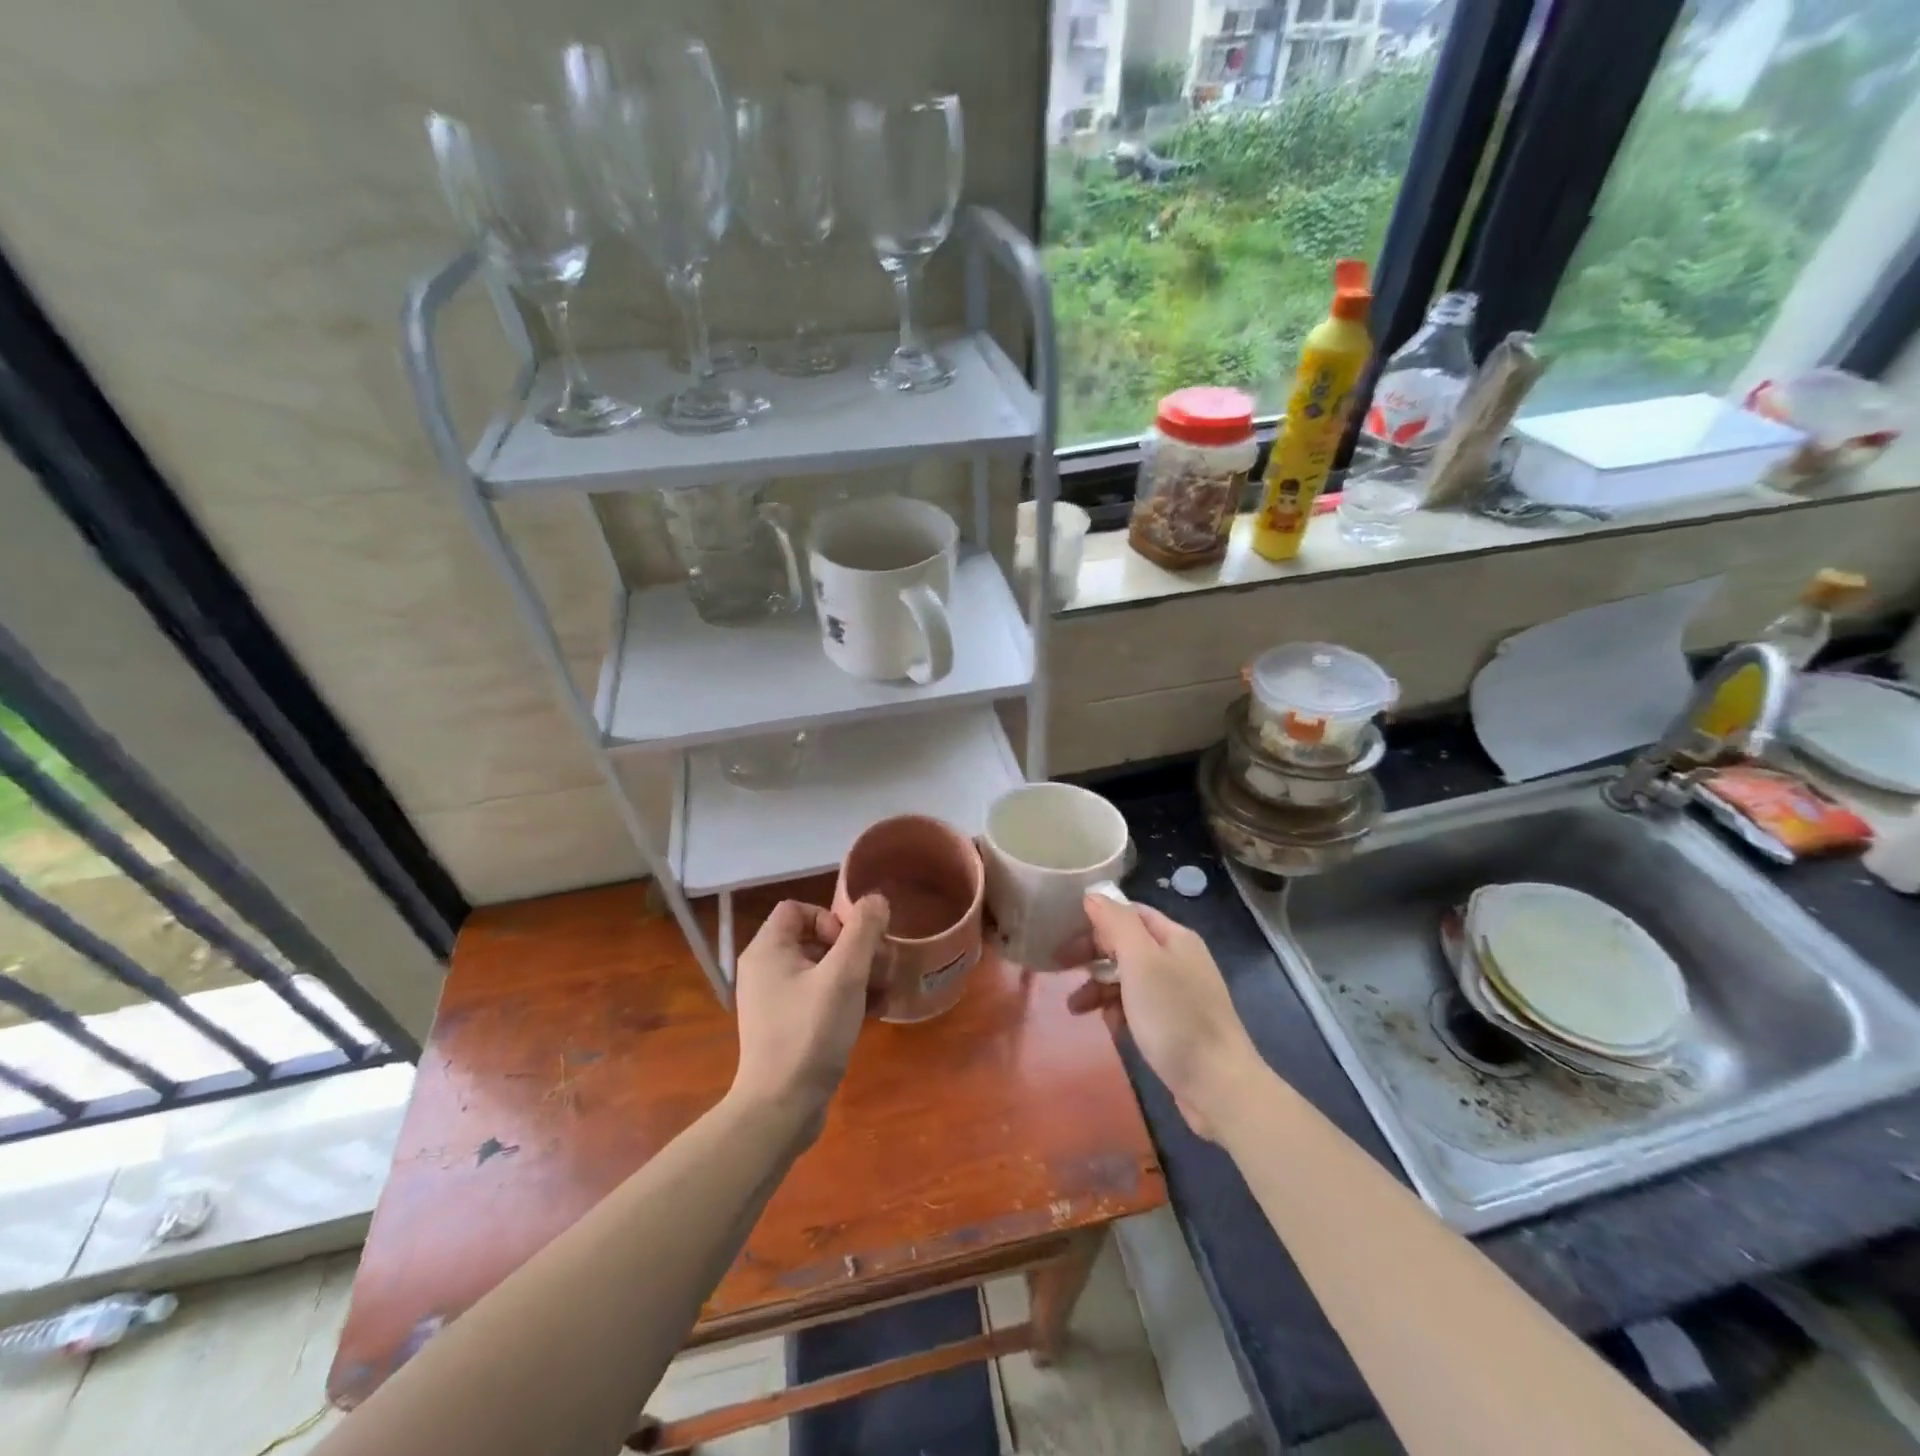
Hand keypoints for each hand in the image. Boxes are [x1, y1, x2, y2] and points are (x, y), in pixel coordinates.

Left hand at [729, 896, 889, 1137]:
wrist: (782, 1108)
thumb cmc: (810, 1032)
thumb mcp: (844, 976)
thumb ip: (862, 931)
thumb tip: (876, 899)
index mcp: (767, 950)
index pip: (797, 908)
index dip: (829, 917)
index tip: (852, 944)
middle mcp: (765, 970)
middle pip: (813, 938)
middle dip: (852, 948)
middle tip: (879, 967)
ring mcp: (774, 1001)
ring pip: (821, 970)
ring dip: (855, 974)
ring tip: (884, 990)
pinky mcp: (787, 1027)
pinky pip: (818, 997)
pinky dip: (845, 998)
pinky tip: (874, 1012)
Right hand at [1068, 896, 1263, 1141]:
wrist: (1218, 1085)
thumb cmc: (1174, 1016)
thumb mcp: (1141, 962)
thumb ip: (1116, 923)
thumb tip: (1092, 895)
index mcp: (1174, 937)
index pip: (1128, 912)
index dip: (1095, 919)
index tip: (1064, 935)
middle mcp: (1177, 959)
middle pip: (1125, 944)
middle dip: (1092, 956)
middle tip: (1060, 968)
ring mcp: (1177, 993)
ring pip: (1127, 978)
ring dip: (1099, 987)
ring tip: (1074, 1008)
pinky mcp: (1174, 1024)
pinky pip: (1137, 1006)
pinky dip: (1118, 1011)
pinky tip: (1108, 1026)